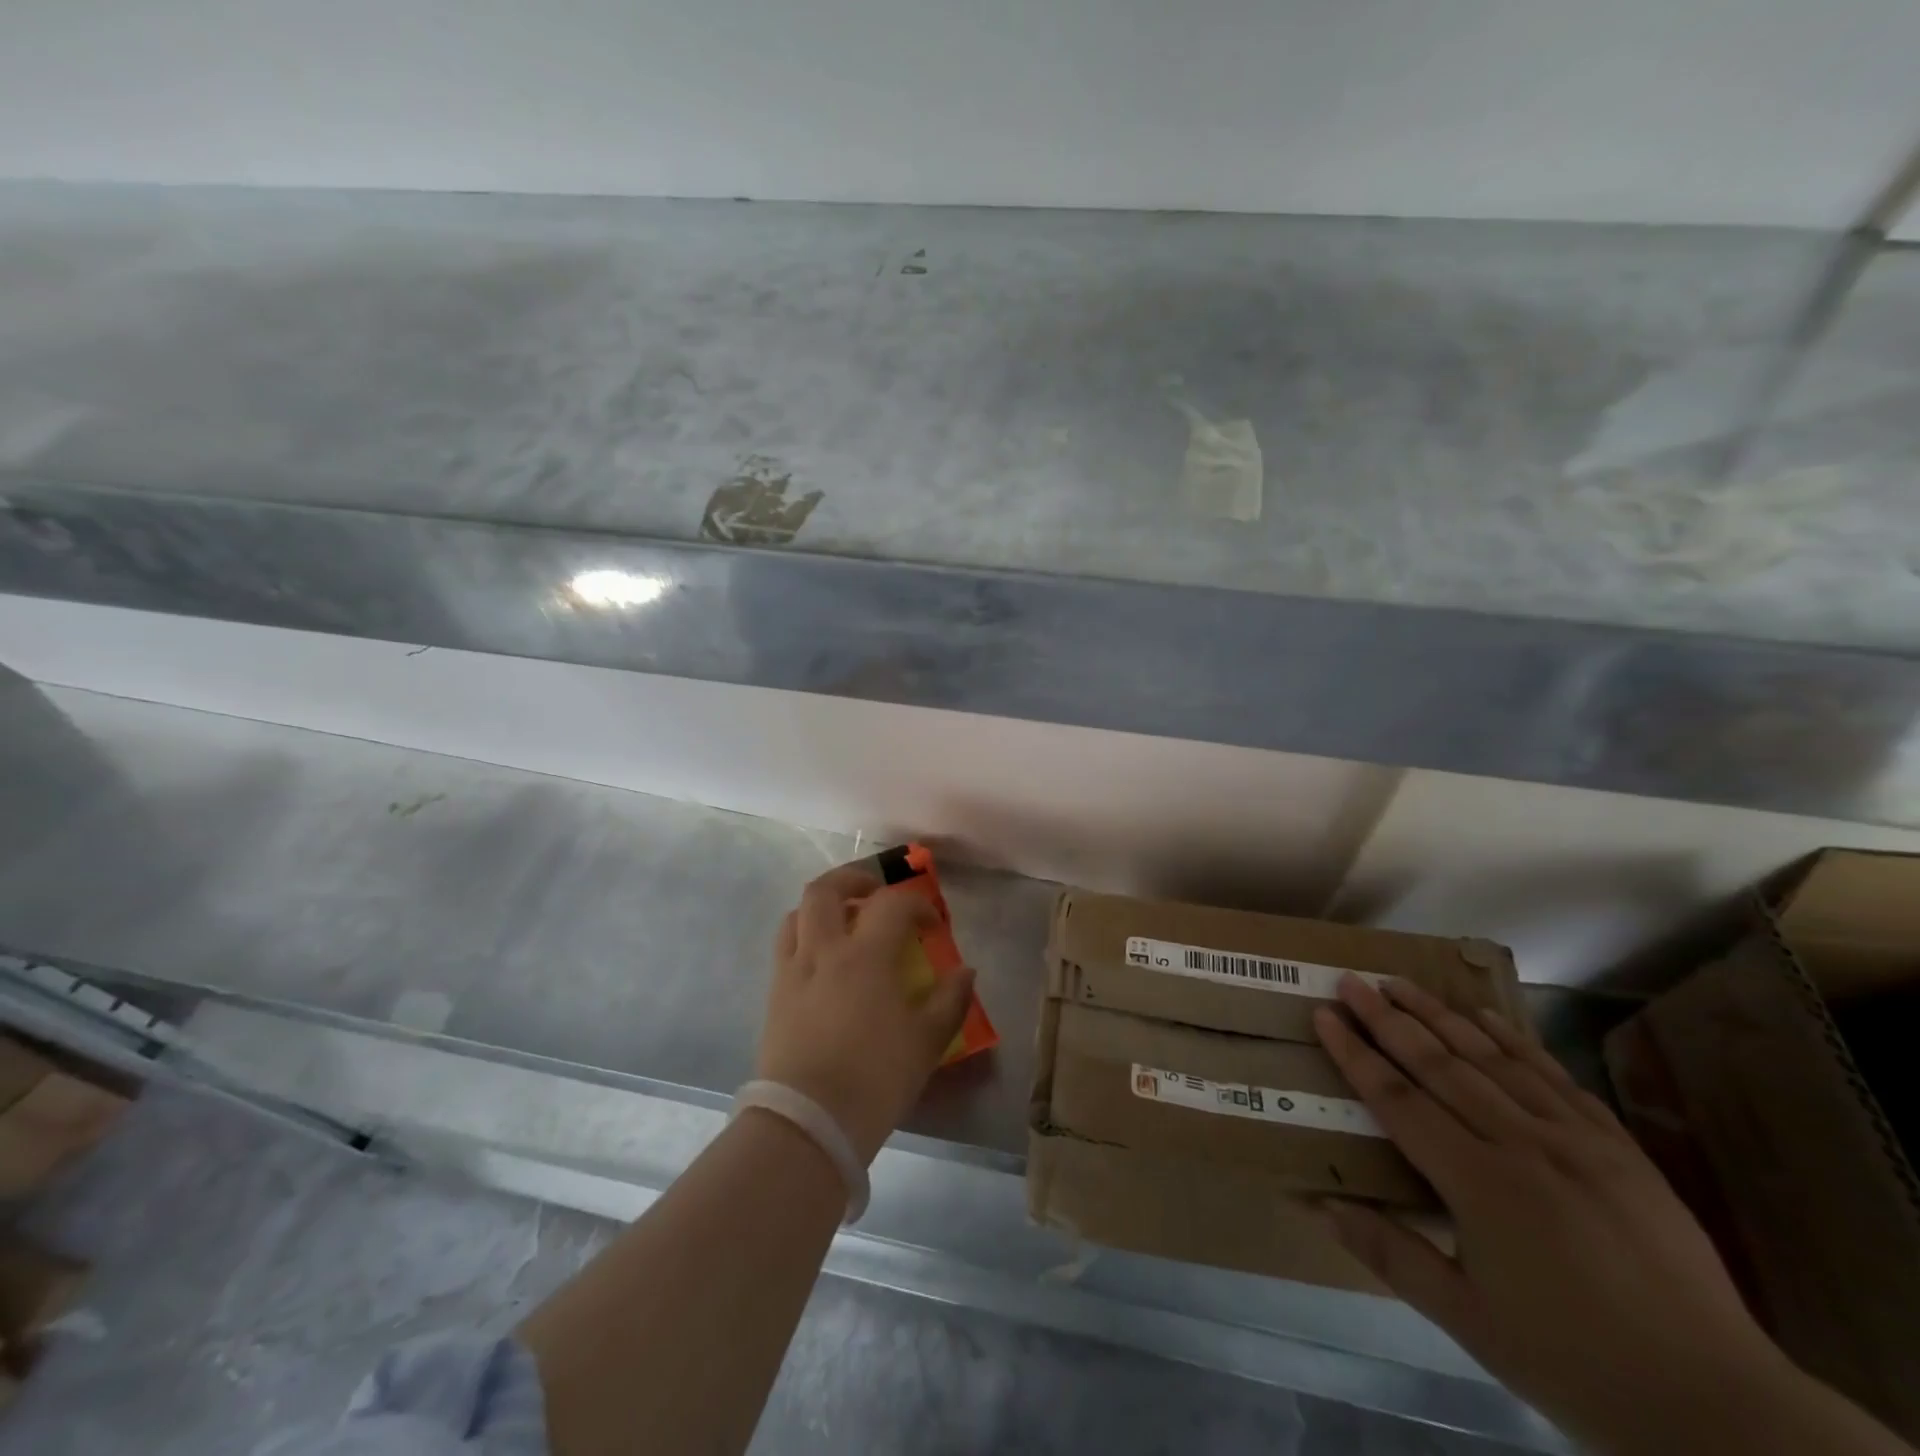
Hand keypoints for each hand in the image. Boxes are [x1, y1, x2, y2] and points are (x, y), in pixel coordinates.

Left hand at [755, 863, 975, 1166]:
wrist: (807, 1123)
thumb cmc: (875, 1078)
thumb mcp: (926, 1042)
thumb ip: (950, 1000)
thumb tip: (965, 971)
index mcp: (865, 955)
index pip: (892, 905)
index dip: (917, 905)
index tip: (931, 925)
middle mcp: (823, 951)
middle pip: (825, 889)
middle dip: (852, 879)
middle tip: (874, 892)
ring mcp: (792, 971)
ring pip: (797, 914)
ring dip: (822, 906)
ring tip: (843, 922)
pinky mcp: (774, 996)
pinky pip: (786, 946)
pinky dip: (805, 936)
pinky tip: (824, 962)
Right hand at [1313, 975, 1786, 1451]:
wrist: (1718, 1408)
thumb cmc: (1574, 1364)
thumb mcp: (1468, 1324)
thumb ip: (1390, 1254)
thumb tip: (1319, 1204)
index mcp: (1480, 1185)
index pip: (1399, 1100)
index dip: (1355, 1054)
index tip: (1324, 1014)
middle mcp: (1523, 1145)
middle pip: (1440, 1065)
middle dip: (1388, 1019)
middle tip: (1351, 980)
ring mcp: (1577, 1141)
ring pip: (1493, 1059)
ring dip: (1441, 1016)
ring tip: (1401, 983)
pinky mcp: (1618, 1147)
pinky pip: (1555, 1078)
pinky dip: (1515, 1041)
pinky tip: (1486, 1015)